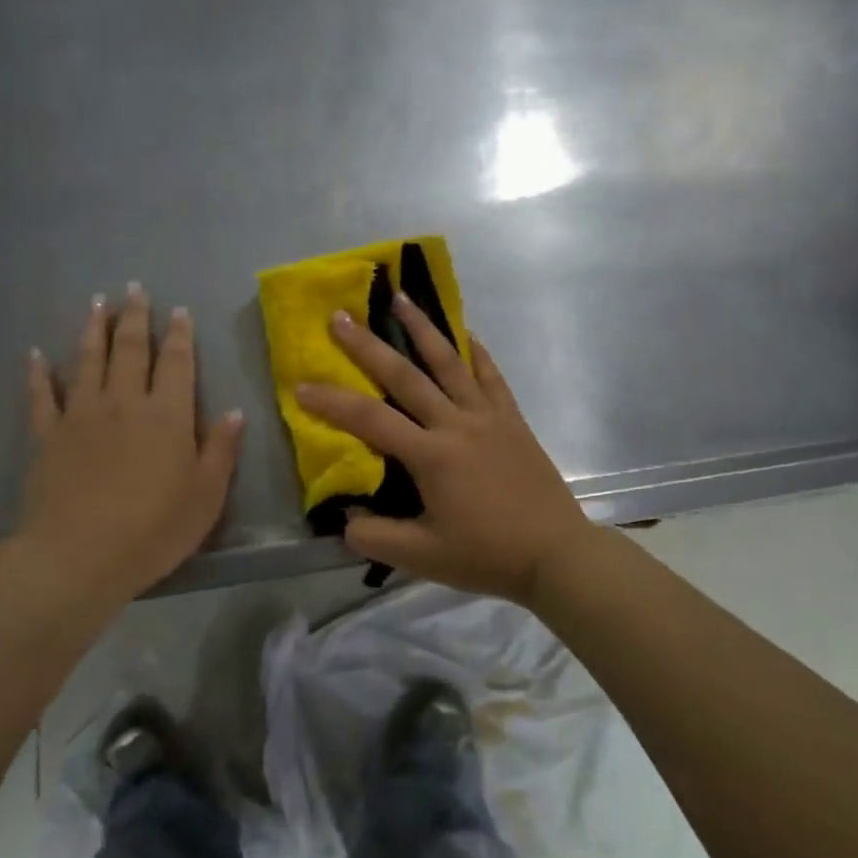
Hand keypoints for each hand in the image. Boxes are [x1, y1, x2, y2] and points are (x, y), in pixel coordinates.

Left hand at [12, 285, 243, 609]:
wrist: (78, 556)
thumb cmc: (154, 529)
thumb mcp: (206, 495)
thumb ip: (220, 450)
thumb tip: (232, 412)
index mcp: (167, 415)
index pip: (176, 363)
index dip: (179, 334)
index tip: (178, 310)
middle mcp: (124, 403)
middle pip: (130, 349)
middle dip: (135, 317)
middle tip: (134, 289)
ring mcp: (81, 416)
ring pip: (88, 360)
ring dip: (93, 329)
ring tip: (97, 302)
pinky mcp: (48, 436)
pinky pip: (41, 396)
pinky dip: (38, 373)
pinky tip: (35, 354)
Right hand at [295, 299, 593, 603]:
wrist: (556, 553)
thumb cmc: (487, 555)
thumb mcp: (422, 558)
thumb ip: (376, 537)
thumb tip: (345, 519)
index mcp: (431, 455)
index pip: (370, 419)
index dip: (332, 402)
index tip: (301, 386)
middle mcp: (456, 424)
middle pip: (405, 376)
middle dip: (367, 345)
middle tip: (340, 317)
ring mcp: (488, 416)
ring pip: (449, 362)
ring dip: (422, 328)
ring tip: (400, 298)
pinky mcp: (512, 419)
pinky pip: (491, 375)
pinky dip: (476, 351)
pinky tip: (465, 333)